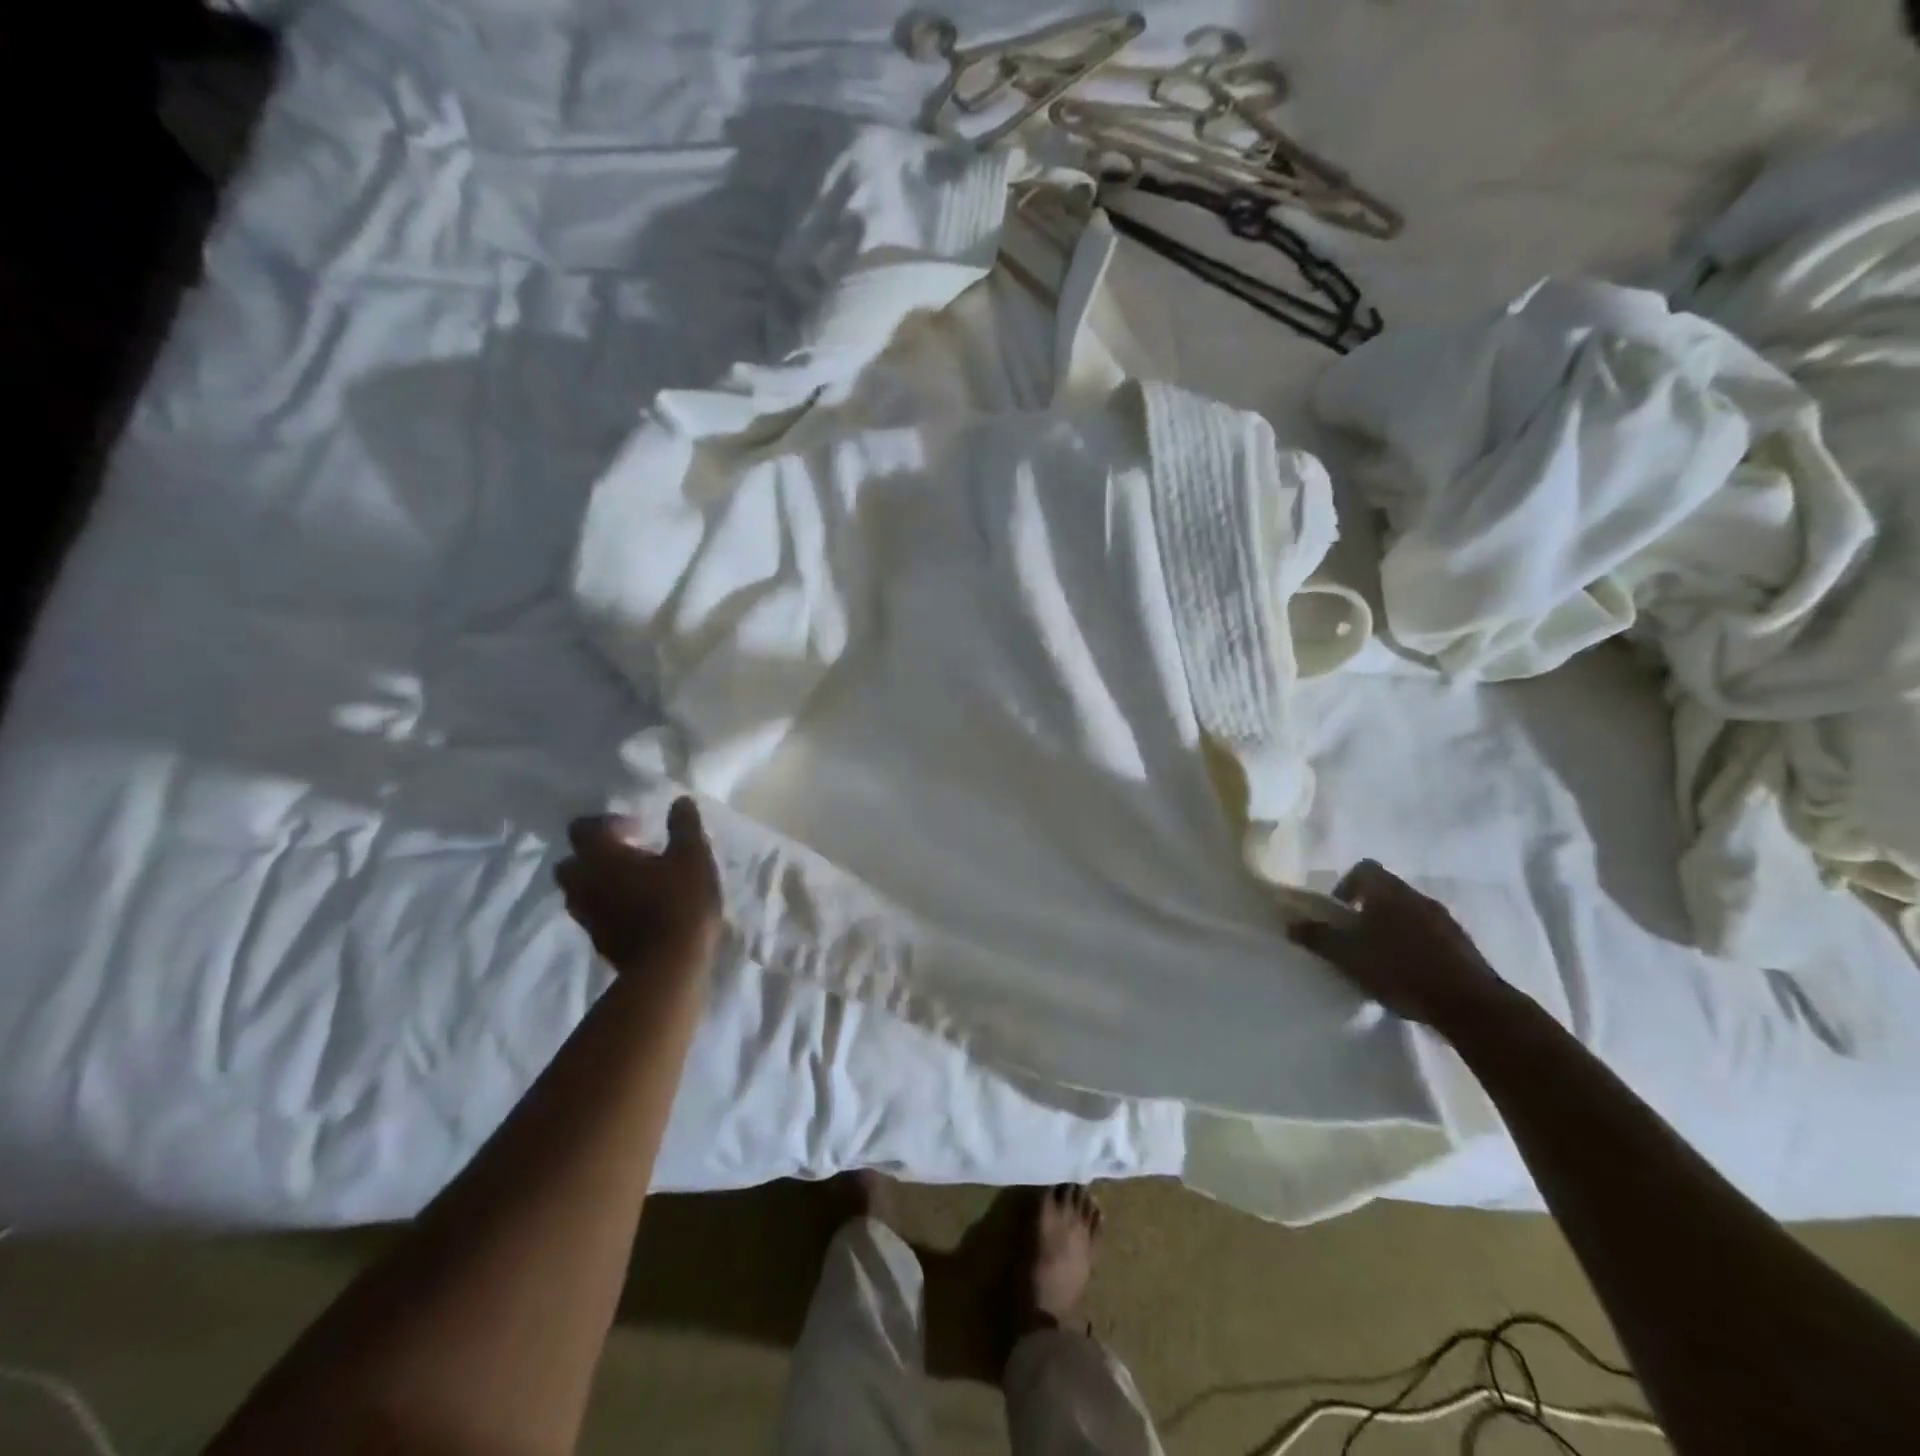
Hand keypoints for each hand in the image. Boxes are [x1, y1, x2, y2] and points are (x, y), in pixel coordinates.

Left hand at [556, 798, 722, 974]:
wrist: (669, 966)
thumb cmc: (680, 902)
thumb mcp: (693, 856)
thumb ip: (684, 826)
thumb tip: (680, 801)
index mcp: (602, 857)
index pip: (582, 828)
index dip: (607, 823)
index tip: (637, 829)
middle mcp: (584, 884)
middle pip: (571, 862)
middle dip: (594, 855)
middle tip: (629, 855)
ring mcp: (588, 916)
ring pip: (580, 891)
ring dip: (600, 883)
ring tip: (634, 883)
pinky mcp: (598, 941)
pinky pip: (595, 915)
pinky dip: (609, 907)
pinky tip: (640, 910)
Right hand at [1287, 859, 1511, 1030]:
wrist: (1470, 1004)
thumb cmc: (1400, 969)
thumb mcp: (1347, 955)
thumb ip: (1317, 937)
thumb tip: (1291, 923)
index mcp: (1388, 892)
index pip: (1364, 869)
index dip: (1346, 885)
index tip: (1339, 912)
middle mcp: (1417, 897)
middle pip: (1386, 891)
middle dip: (1367, 910)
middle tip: (1354, 938)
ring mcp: (1445, 920)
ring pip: (1409, 913)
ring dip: (1392, 928)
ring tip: (1381, 959)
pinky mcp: (1463, 945)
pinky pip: (1430, 935)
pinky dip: (1415, 946)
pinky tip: (1408, 974)